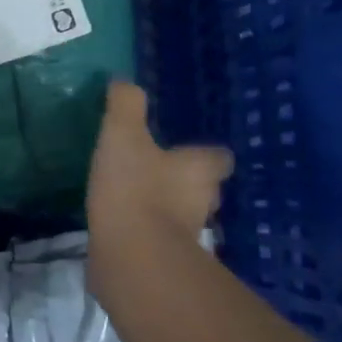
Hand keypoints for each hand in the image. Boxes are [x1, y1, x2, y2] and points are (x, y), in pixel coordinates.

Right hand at [86, 82, 232, 301]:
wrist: (130, 256)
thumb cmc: (134, 189)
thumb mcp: (123, 135)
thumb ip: (125, 106)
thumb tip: (123, 82)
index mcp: (199, 170)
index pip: (218, 158)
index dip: (205, 154)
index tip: (186, 150)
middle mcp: (201, 203)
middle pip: (204, 190)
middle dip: (186, 183)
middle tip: (160, 173)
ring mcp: (186, 236)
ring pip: (183, 217)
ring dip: (167, 210)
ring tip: (137, 199)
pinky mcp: (164, 260)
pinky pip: (159, 240)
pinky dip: (147, 233)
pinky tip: (123, 226)